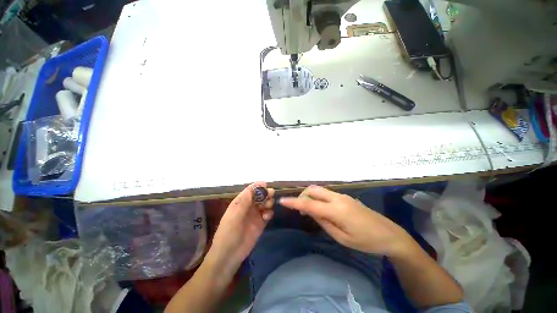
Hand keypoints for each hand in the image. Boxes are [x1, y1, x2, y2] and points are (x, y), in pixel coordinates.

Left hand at [209, 182, 273, 274]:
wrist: (229, 255)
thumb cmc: (228, 233)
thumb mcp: (234, 216)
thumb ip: (244, 202)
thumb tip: (254, 188)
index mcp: (240, 203)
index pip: (250, 190)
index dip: (257, 186)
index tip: (265, 184)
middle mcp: (248, 207)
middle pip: (259, 196)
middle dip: (265, 193)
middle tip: (271, 194)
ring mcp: (255, 215)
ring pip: (265, 203)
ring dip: (268, 202)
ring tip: (267, 207)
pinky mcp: (261, 224)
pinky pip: (268, 214)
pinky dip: (269, 213)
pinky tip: (266, 218)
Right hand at [280, 185, 414, 256]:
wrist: (389, 234)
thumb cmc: (365, 241)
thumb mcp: (341, 237)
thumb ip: (323, 222)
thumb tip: (309, 211)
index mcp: (336, 210)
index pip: (309, 203)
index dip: (294, 202)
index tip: (283, 201)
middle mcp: (337, 198)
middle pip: (313, 190)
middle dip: (302, 196)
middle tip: (300, 210)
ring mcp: (342, 195)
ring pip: (319, 189)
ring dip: (310, 196)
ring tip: (309, 210)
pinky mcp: (345, 196)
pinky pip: (326, 192)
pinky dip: (318, 197)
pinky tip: (320, 208)